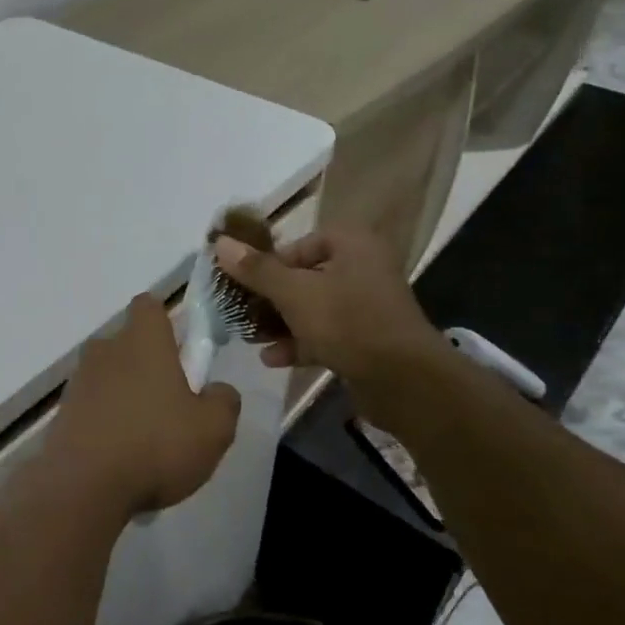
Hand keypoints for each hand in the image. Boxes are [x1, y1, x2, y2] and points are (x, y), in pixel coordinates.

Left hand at [46, 294, 240, 516]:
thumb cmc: (155, 445)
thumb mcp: (213, 429)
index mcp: (142, 340)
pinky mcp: (63, 412)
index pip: (148, 306)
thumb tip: (217, 390)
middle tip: (171, 404)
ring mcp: (79, 381)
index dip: (165, 322)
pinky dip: (106, 422)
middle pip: (129, 343)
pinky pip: (92, 406)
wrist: (82, 485)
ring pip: (109, 376)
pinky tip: (121, 458)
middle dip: (148, 366)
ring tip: (146, 440)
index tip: (181, 351)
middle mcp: (106, 350)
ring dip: (126, 396)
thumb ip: (224, 401)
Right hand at [212, 227, 452, 412]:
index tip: (248, 283)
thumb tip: (219, 243)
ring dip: (281, 323)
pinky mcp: (367, 340)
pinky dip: (300, 343)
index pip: (302, 244)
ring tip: (250, 337)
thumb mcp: (294, 293)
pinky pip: (326, 334)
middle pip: (305, 277)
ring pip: (314, 308)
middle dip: (271, 298)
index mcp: (353, 245)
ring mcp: (367, 307)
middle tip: (242, 311)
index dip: (271, 263)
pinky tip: (272, 359)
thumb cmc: (347, 322)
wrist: (404, 381)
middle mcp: (363, 269)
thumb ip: (256, 269)